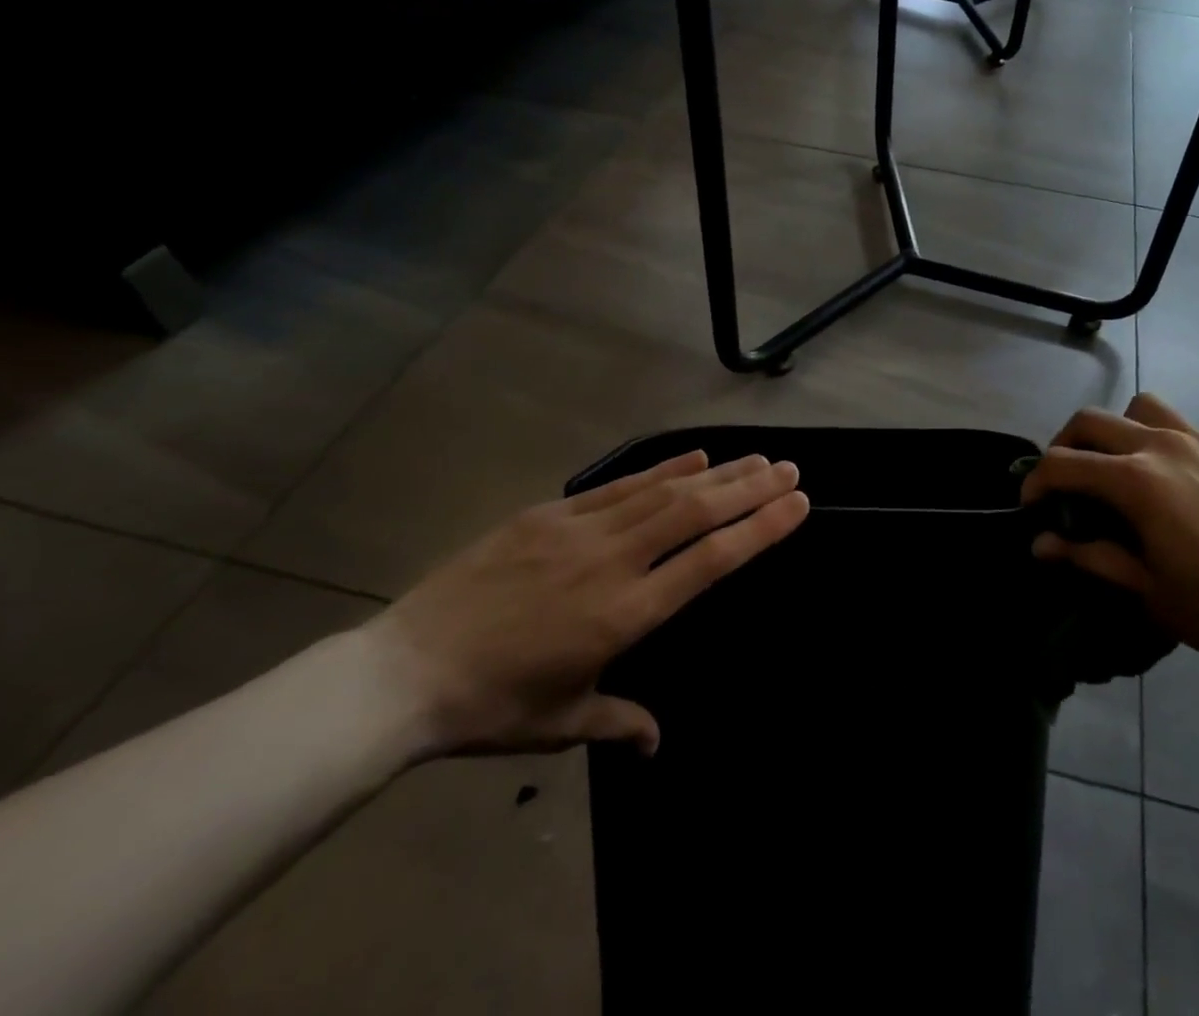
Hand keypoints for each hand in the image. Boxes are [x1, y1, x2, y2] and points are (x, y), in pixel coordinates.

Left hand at [366, 451, 809, 757]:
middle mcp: (613, 562)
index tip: (797, 504)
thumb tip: (655, 741)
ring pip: (664, 491)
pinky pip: (619, 486)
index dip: (759, 529)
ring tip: (756, 459)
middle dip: (750, 489)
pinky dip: (662, 469)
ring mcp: (580, 530)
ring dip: (716, 473)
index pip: (710, 561)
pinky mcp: (549, 514)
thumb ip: (618, 721)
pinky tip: (693, 457)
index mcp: (624, 614)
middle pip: (696, 513)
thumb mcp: (561, 723)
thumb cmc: (490, 706)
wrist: (401, 673)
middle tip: (790, 469)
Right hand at [1021, 394, 1198, 671]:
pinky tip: (1165, 483)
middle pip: (1092, 421)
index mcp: (1136, 480)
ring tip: (1114, 468)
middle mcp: (1161, 446)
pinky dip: (1152, 439)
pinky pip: (1175, 425)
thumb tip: (1040, 544)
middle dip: (1064, 445)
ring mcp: (1198, 442)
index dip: (1036, 481)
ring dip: (1113, 430)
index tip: (1030, 506)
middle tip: (1063, 483)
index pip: (1064, 463)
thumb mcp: (1147, 589)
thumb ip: (1089, 557)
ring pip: (1137, 408)